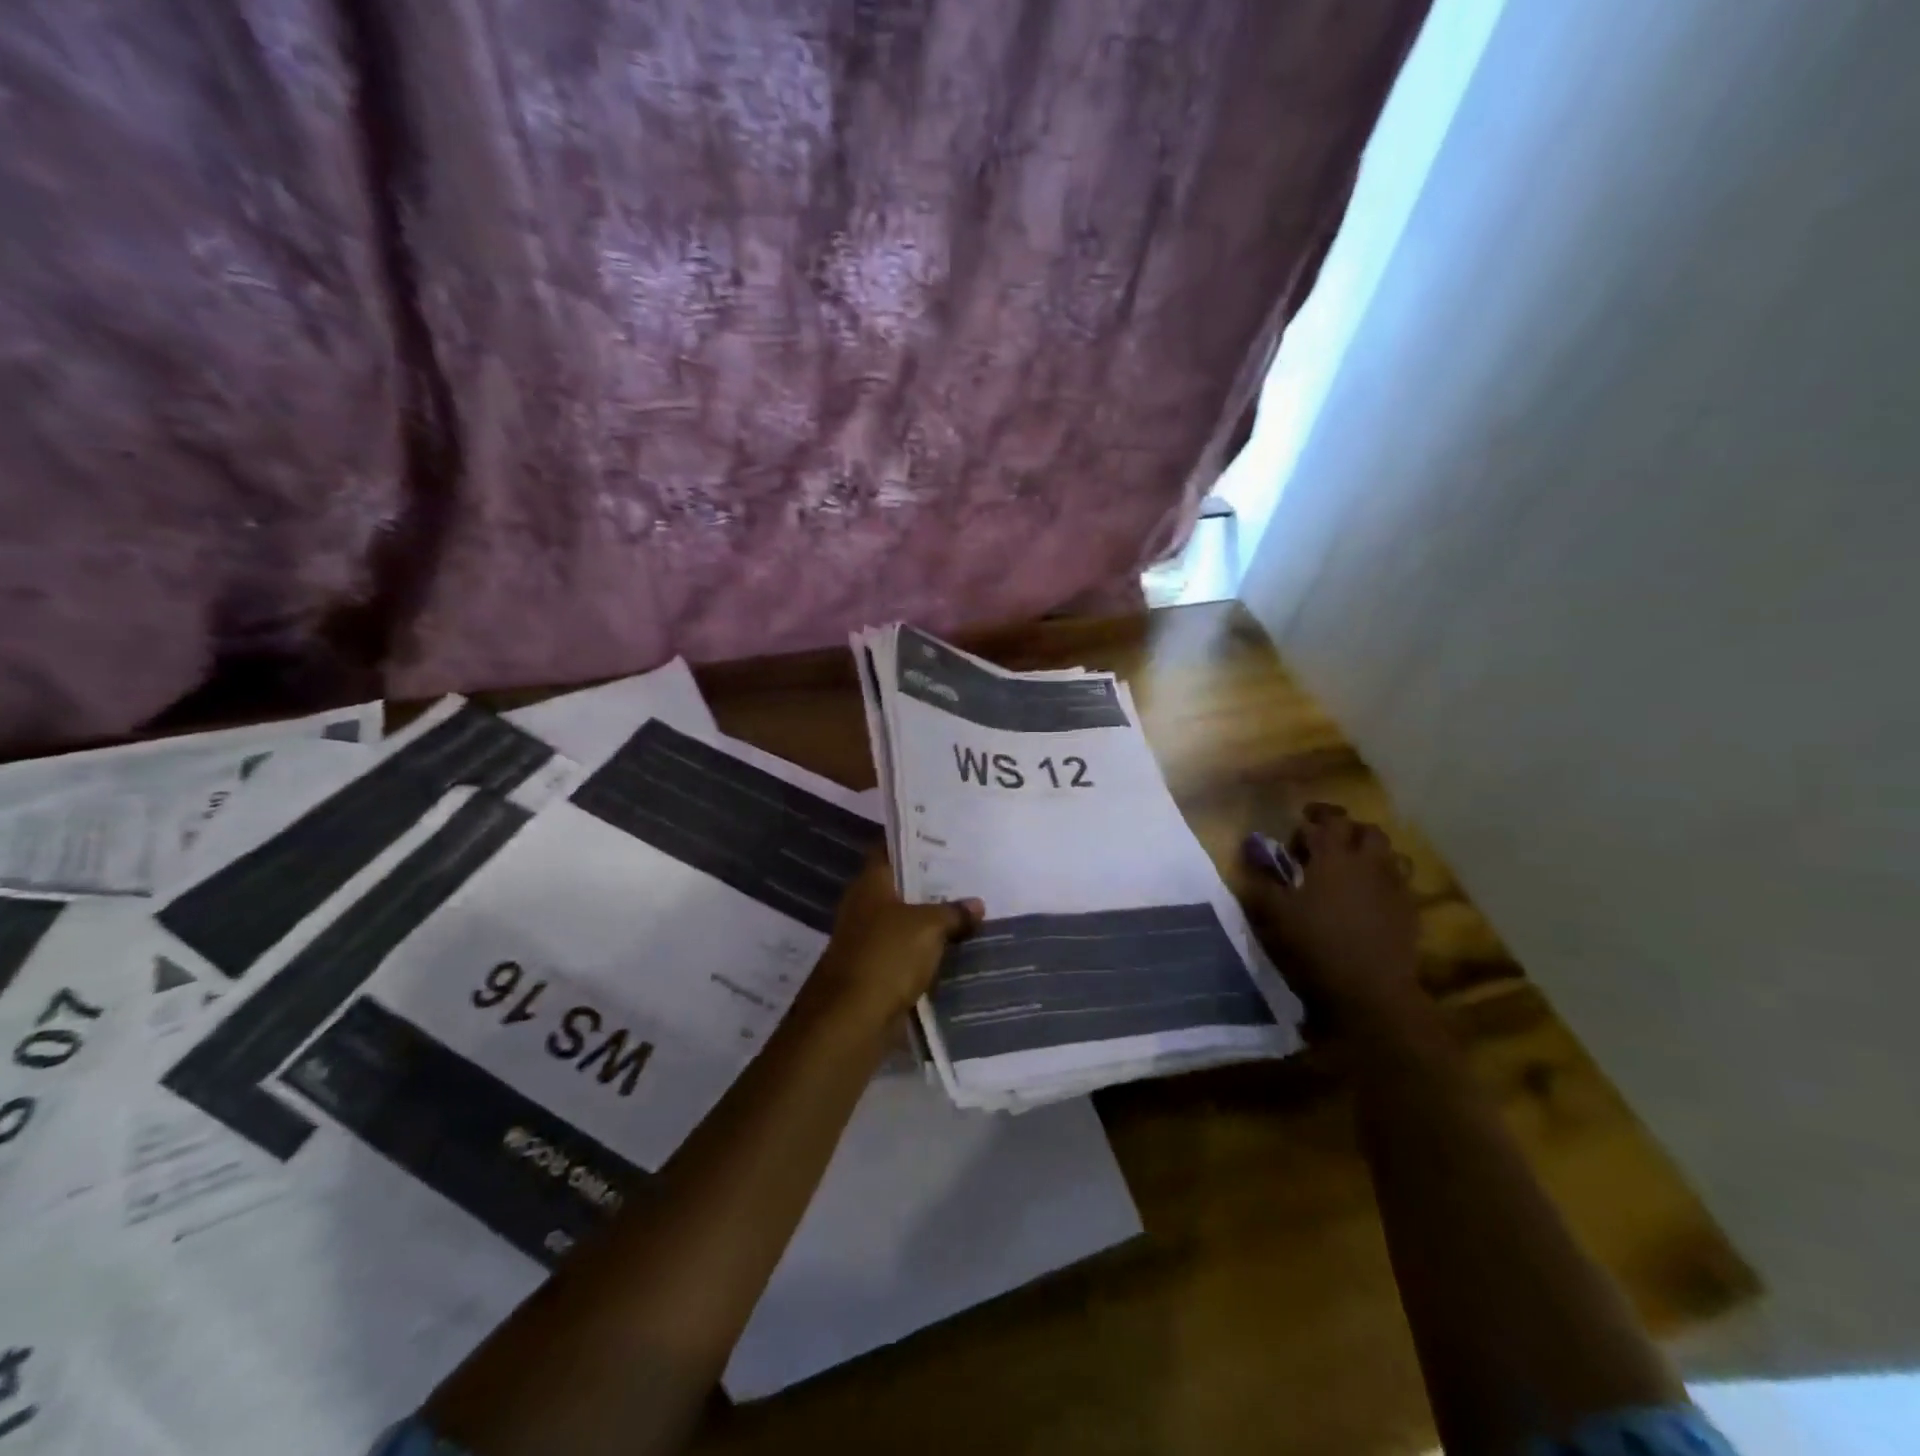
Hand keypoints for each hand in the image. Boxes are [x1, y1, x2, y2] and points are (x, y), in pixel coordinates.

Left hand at [806, 854, 984, 1026]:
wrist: (852, 1020)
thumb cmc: (886, 957)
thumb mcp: (929, 927)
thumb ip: (954, 912)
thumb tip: (976, 905)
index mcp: (869, 884)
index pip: (888, 849)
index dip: (912, 841)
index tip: (942, 836)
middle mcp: (863, 906)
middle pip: (899, 887)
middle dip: (930, 884)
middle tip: (967, 875)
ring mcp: (866, 940)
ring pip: (905, 922)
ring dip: (931, 921)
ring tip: (969, 911)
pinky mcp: (875, 971)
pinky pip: (906, 953)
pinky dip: (926, 952)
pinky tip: (956, 949)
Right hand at [1240, 804, 1421, 1026]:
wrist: (1369, 991)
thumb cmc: (1314, 945)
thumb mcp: (1274, 912)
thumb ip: (1260, 878)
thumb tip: (1249, 849)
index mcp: (1335, 857)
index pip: (1326, 822)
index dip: (1310, 823)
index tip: (1296, 834)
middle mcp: (1369, 862)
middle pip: (1365, 829)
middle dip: (1345, 828)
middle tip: (1324, 840)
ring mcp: (1395, 886)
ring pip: (1389, 852)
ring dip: (1370, 850)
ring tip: (1351, 865)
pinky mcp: (1410, 910)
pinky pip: (1401, 880)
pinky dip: (1384, 877)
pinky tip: (1369, 895)